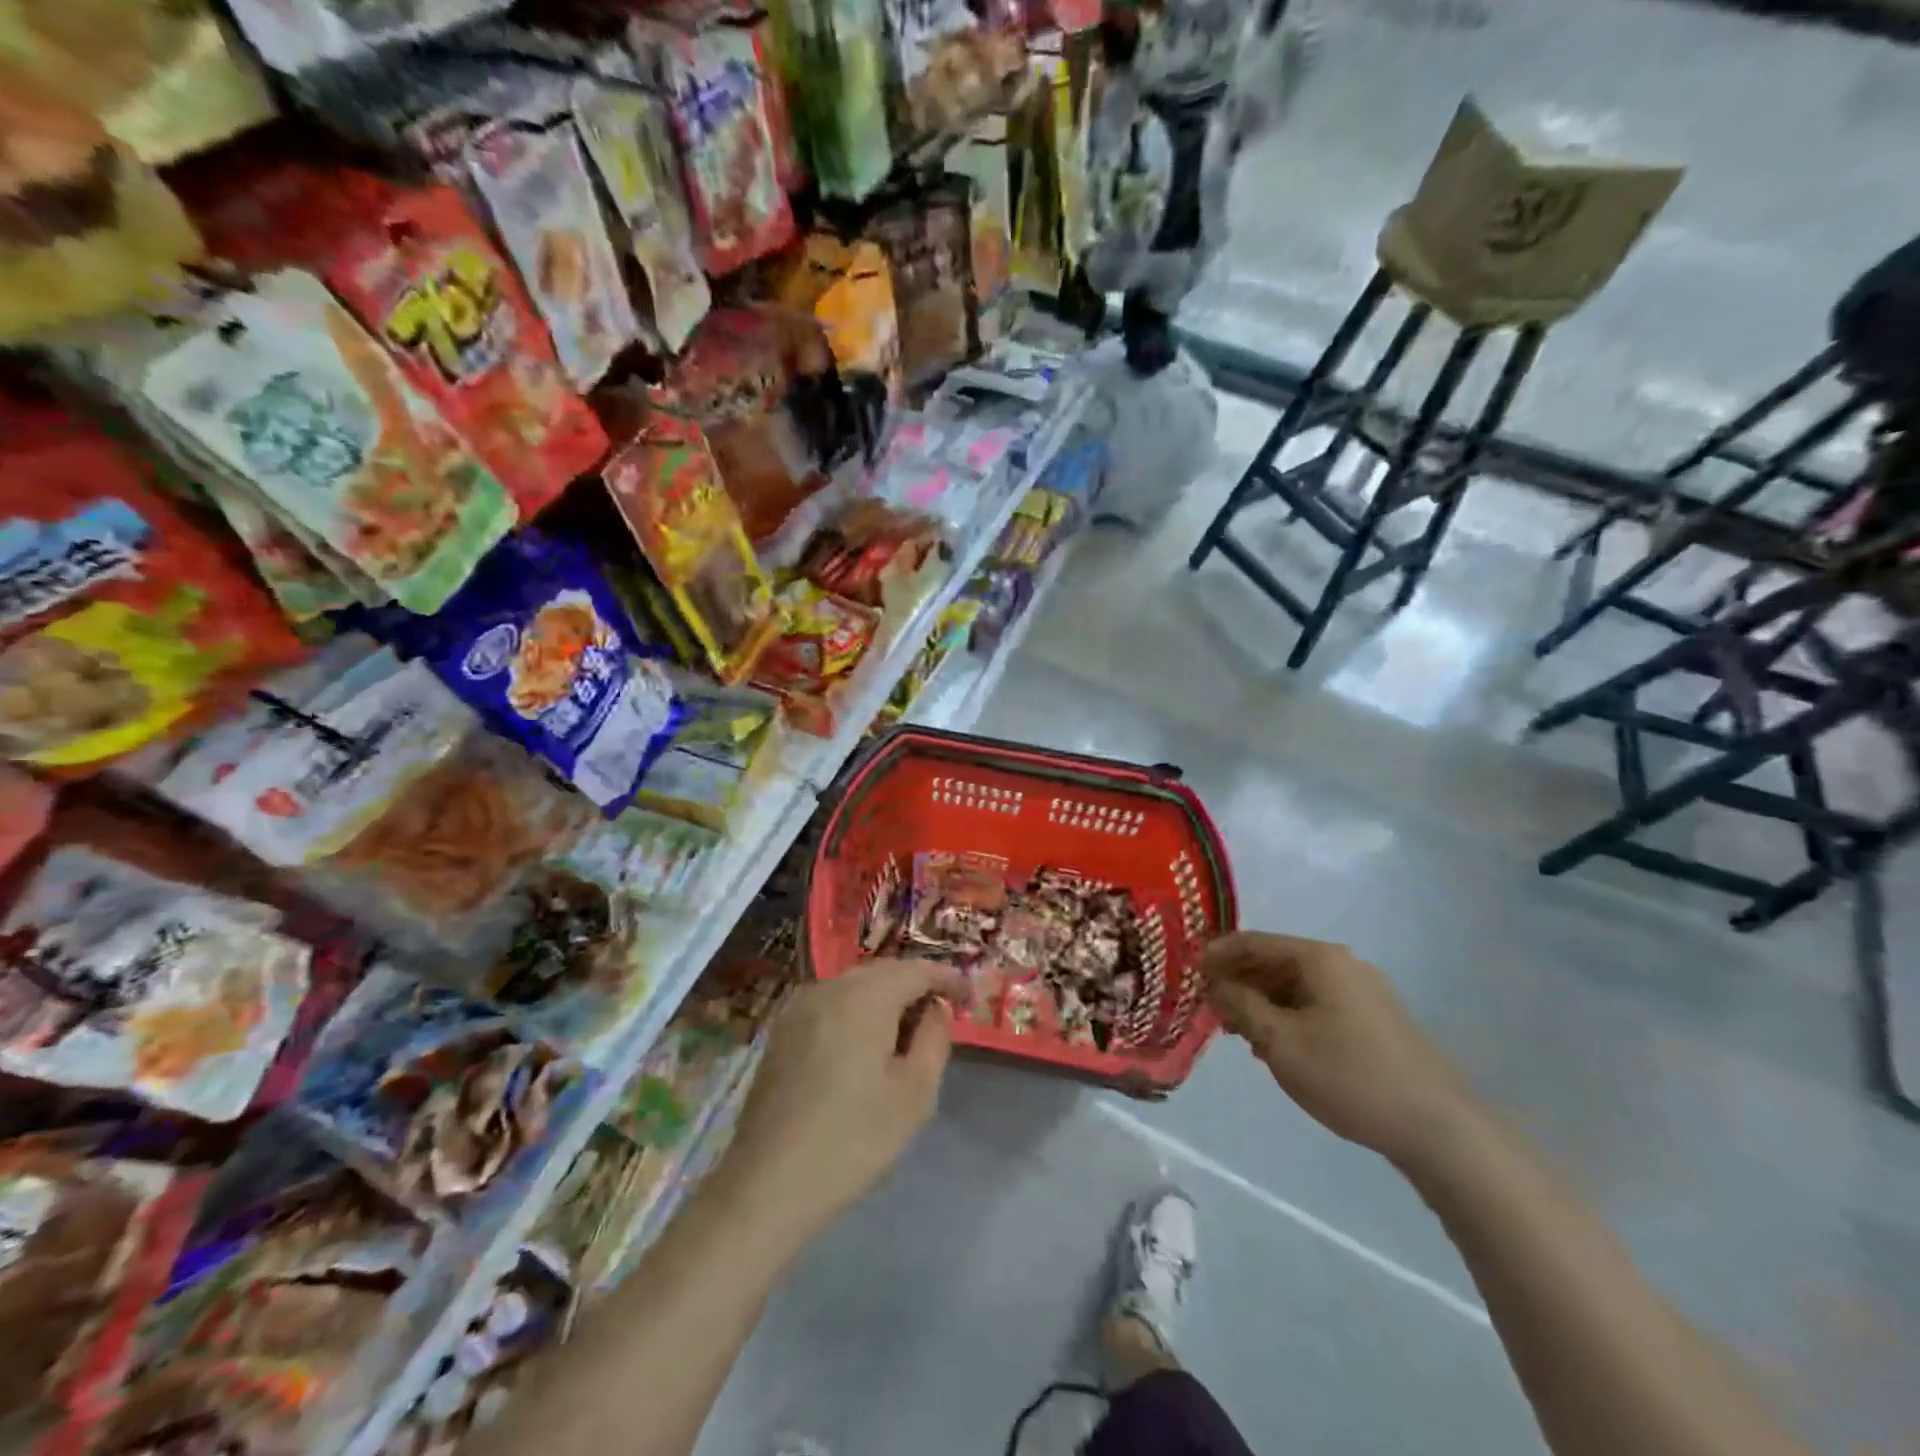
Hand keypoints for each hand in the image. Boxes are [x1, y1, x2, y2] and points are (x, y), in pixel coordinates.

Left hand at [724, 958, 961, 1246]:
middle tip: (941, 1016)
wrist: (768, 1183)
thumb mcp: (914, 1093)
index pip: (917, 970)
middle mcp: (830, 988)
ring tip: (905, 1034)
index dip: (948, 979)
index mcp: (866, 996)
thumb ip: (934, 1038)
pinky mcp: (782, 1030)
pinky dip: (856, 1011)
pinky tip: (863, 1046)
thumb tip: (936, 1008)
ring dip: (885, 999)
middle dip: (915, 986)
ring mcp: (800, 1007)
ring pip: (855, 986)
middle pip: (884, 972)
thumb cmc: (853, 1138)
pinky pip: (831, 1004)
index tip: (969, 999)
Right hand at [1204, 931, 1469, 1166]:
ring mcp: (1362, 992)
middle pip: (1275, 961)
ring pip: (1295, 986)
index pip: (1253, 942)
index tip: (1188, 972)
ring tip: (1237, 1031)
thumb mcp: (1280, 1041)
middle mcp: (1342, 964)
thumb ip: (1240, 1005)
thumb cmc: (1349, 1076)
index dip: (1217, 954)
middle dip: (1238, 981)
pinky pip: (1316, 1005)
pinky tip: (1276, 1045)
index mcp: (1319, 959)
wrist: (1438, 1129)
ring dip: (1261, 1002)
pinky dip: (1288, 1016)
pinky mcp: (1374, 1020)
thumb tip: (1215, 983)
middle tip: (1209, 1007)